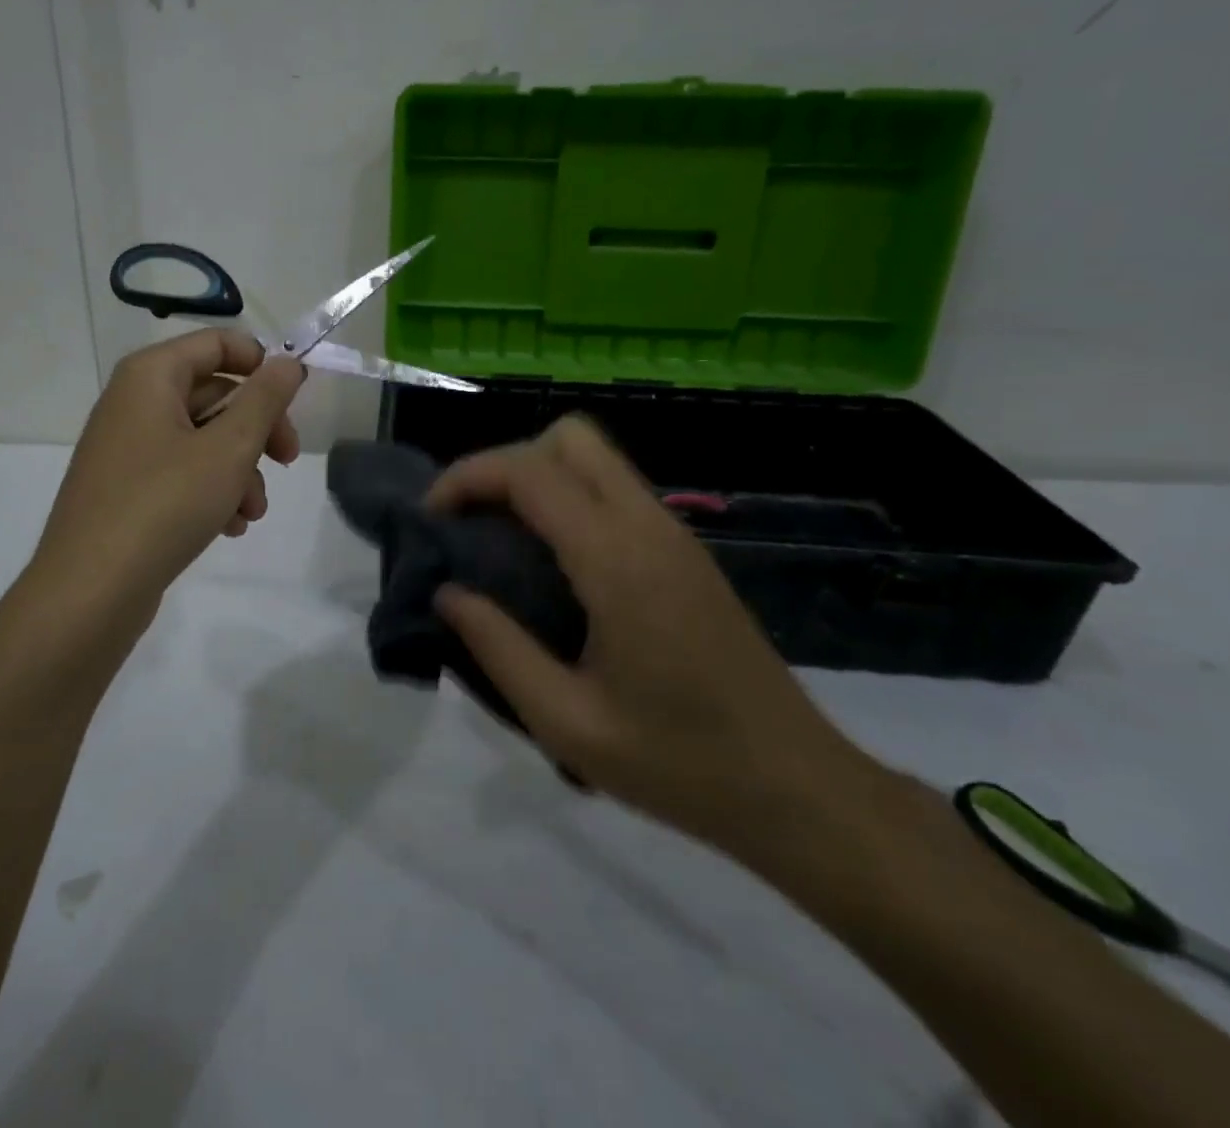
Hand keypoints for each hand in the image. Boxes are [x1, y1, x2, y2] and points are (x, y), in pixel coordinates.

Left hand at [33, 329, 303, 628]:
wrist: (91, 590)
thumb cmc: (165, 504)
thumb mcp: (229, 448)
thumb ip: (265, 399)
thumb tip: (289, 362)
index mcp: (151, 376)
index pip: (217, 343)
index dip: (262, 363)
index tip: (294, 399)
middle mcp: (134, 402)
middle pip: (214, 393)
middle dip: (258, 428)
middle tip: (288, 459)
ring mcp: (127, 447)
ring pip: (203, 439)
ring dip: (240, 469)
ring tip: (254, 510)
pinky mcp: (127, 488)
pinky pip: (181, 472)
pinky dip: (212, 491)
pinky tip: (230, 526)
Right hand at [429, 416, 866, 854]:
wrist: (798, 790)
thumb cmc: (679, 764)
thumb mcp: (567, 722)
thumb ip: (497, 648)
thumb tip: (448, 593)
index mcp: (617, 560)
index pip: (529, 471)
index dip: (467, 477)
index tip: (431, 519)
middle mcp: (649, 527)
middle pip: (568, 438)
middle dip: (504, 464)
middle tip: (471, 522)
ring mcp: (675, 535)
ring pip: (595, 458)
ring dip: (537, 478)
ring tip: (500, 540)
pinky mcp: (686, 554)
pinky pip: (615, 492)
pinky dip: (569, 499)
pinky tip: (551, 563)